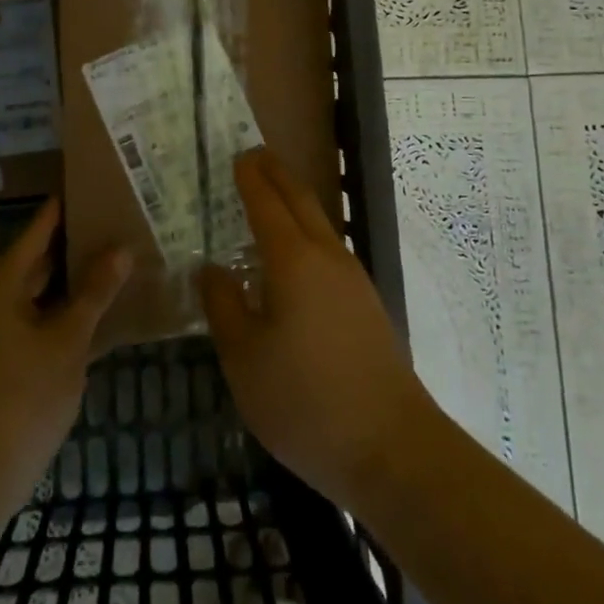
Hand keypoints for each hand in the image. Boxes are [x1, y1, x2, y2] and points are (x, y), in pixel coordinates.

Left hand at [0, 199, 131, 495]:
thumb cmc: (25, 397)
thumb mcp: (68, 341)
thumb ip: (94, 293)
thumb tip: (121, 250)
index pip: (33, 237)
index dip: (58, 214)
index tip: (81, 189)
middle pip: (31, 266)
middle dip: (67, 249)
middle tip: (105, 226)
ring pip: (32, 298)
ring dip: (64, 285)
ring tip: (105, 264)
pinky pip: (29, 323)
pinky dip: (55, 315)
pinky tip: (88, 315)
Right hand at [199, 150, 438, 510]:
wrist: (391, 447)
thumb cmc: (305, 402)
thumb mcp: (244, 359)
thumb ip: (224, 306)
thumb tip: (211, 269)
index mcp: (293, 260)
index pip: (267, 203)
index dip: (250, 178)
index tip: (238, 156)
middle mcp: (327, 257)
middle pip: (300, 201)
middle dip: (277, 175)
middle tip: (255, 158)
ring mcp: (353, 280)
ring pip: (319, 225)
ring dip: (294, 204)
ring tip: (270, 202)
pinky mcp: (367, 305)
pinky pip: (329, 251)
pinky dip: (307, 235)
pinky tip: (295, 261)